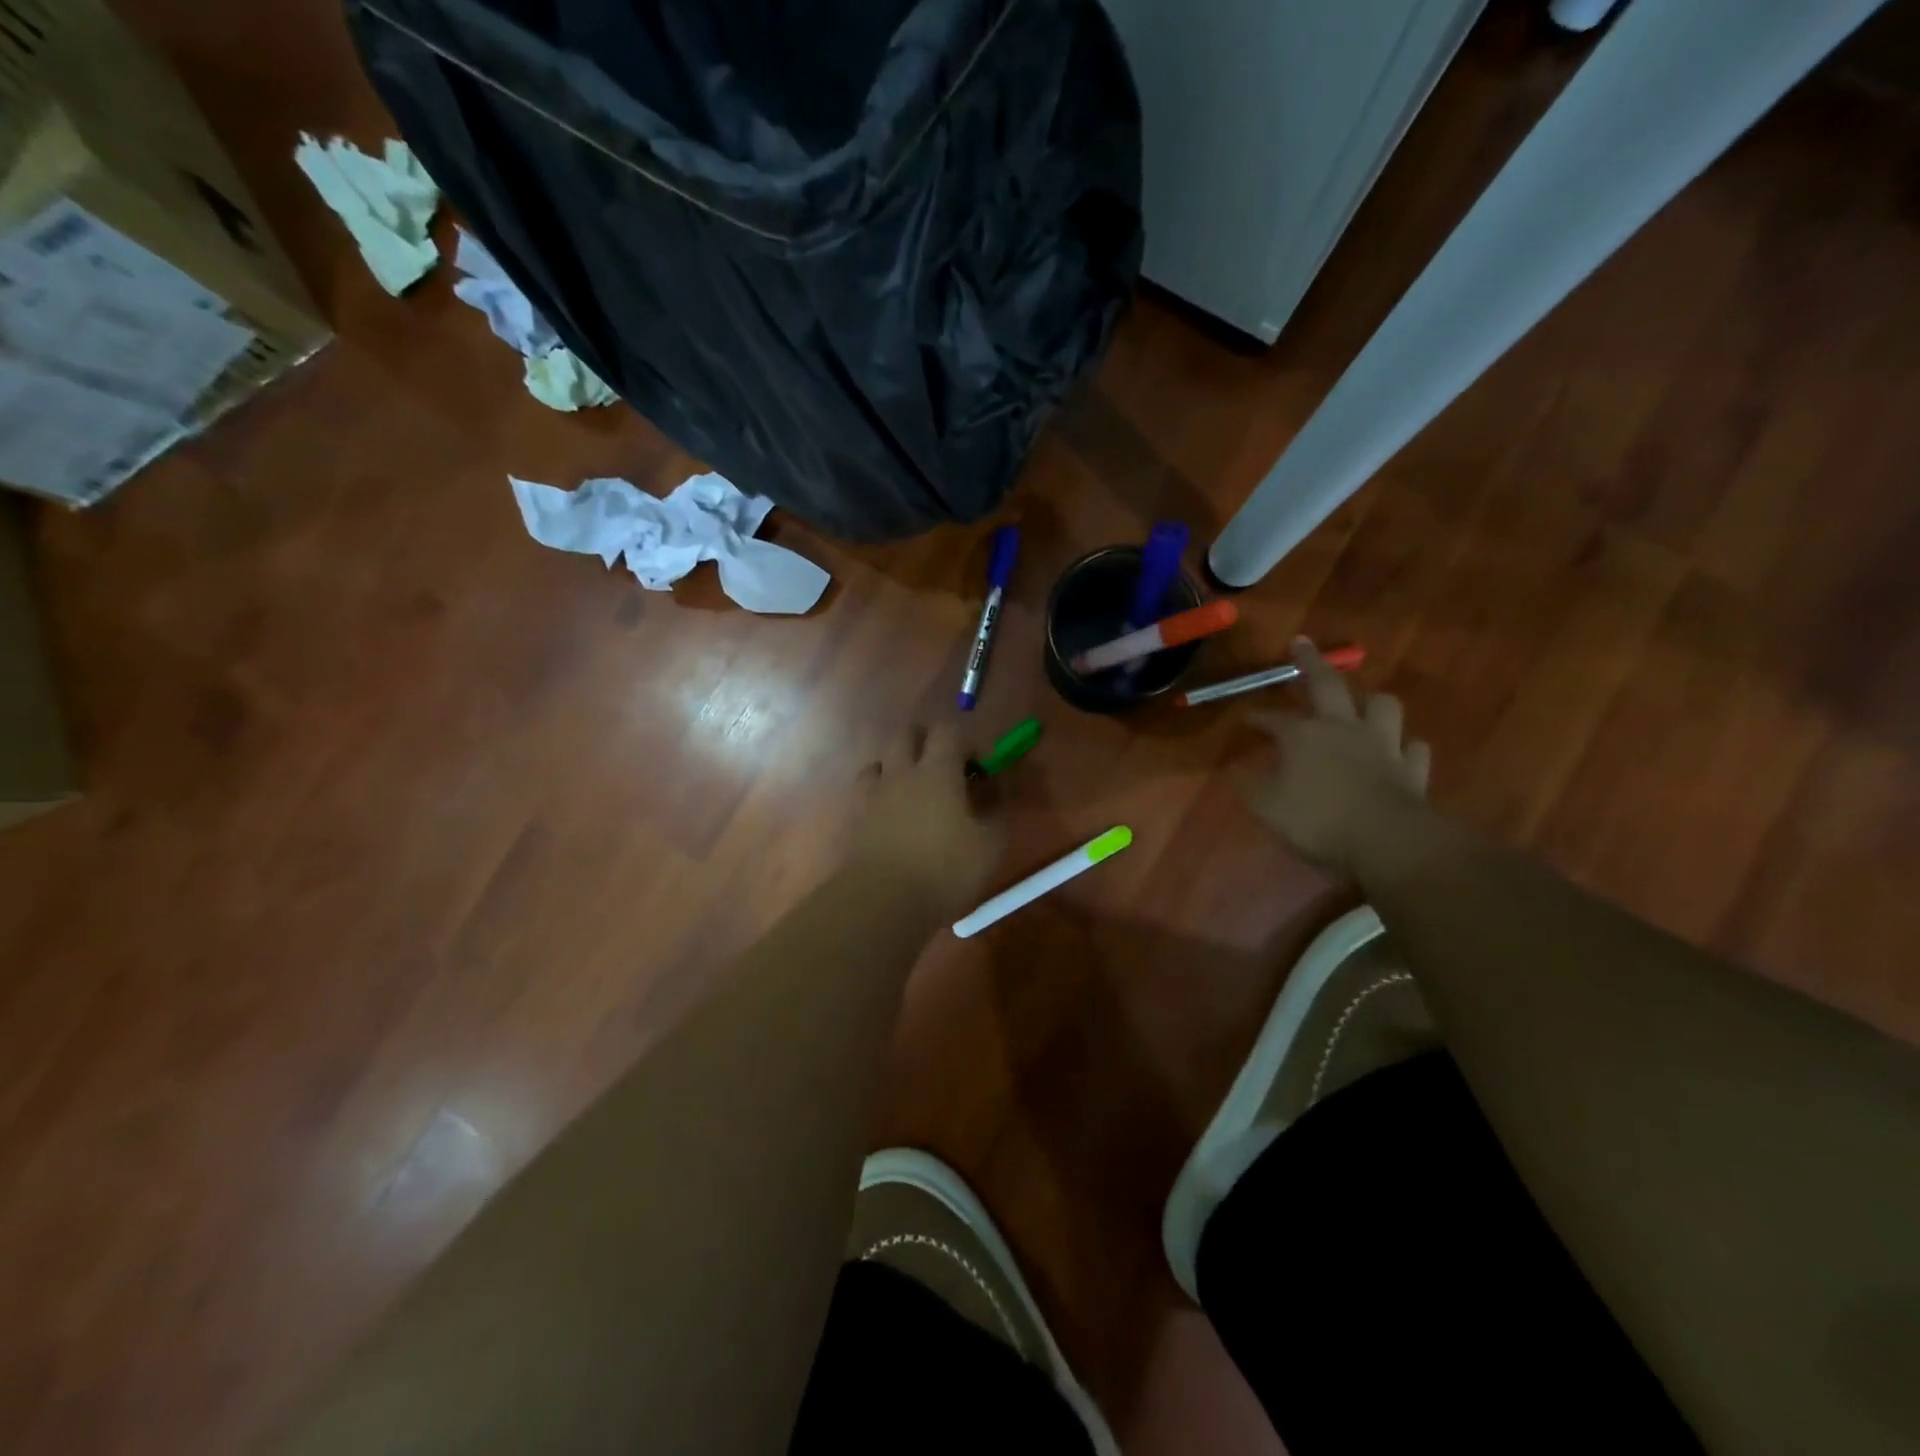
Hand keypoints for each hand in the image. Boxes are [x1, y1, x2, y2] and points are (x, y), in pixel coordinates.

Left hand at [849, 725, 1003, 917]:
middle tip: (945, 767)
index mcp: (937, 771)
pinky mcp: (854, 818)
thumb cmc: (944, 869)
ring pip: (880, 761)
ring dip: (897, 767)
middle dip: (926, 741)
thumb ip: (998, 811)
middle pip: (906, 735)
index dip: (966, 741)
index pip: (948, 731)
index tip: (979, 767)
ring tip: (913, 792)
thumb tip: (998, 790)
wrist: (881, 901)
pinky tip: (890, 817)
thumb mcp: (990, 846)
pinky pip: (865, 792)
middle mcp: (901, 772)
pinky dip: (879, 795)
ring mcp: (872, 794)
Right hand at [1243, 638, 1432, 879]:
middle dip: (1310, 662)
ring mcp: (1383, 745)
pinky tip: (1400, 750)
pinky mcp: (1412, 769)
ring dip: (1371, 701)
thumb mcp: (1267, 807)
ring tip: (1363, 703)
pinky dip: (1405, 747)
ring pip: (1382, 706)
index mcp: (1304, 735)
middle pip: (1328, 684)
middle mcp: (1343, 728)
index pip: (1274, 719)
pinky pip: (1413, 748)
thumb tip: (1236, 769)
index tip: (1246, 718)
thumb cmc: (1318, 821)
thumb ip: (1250, 785)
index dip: (1259, 717)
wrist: (1386, 842)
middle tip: (1300, 643)